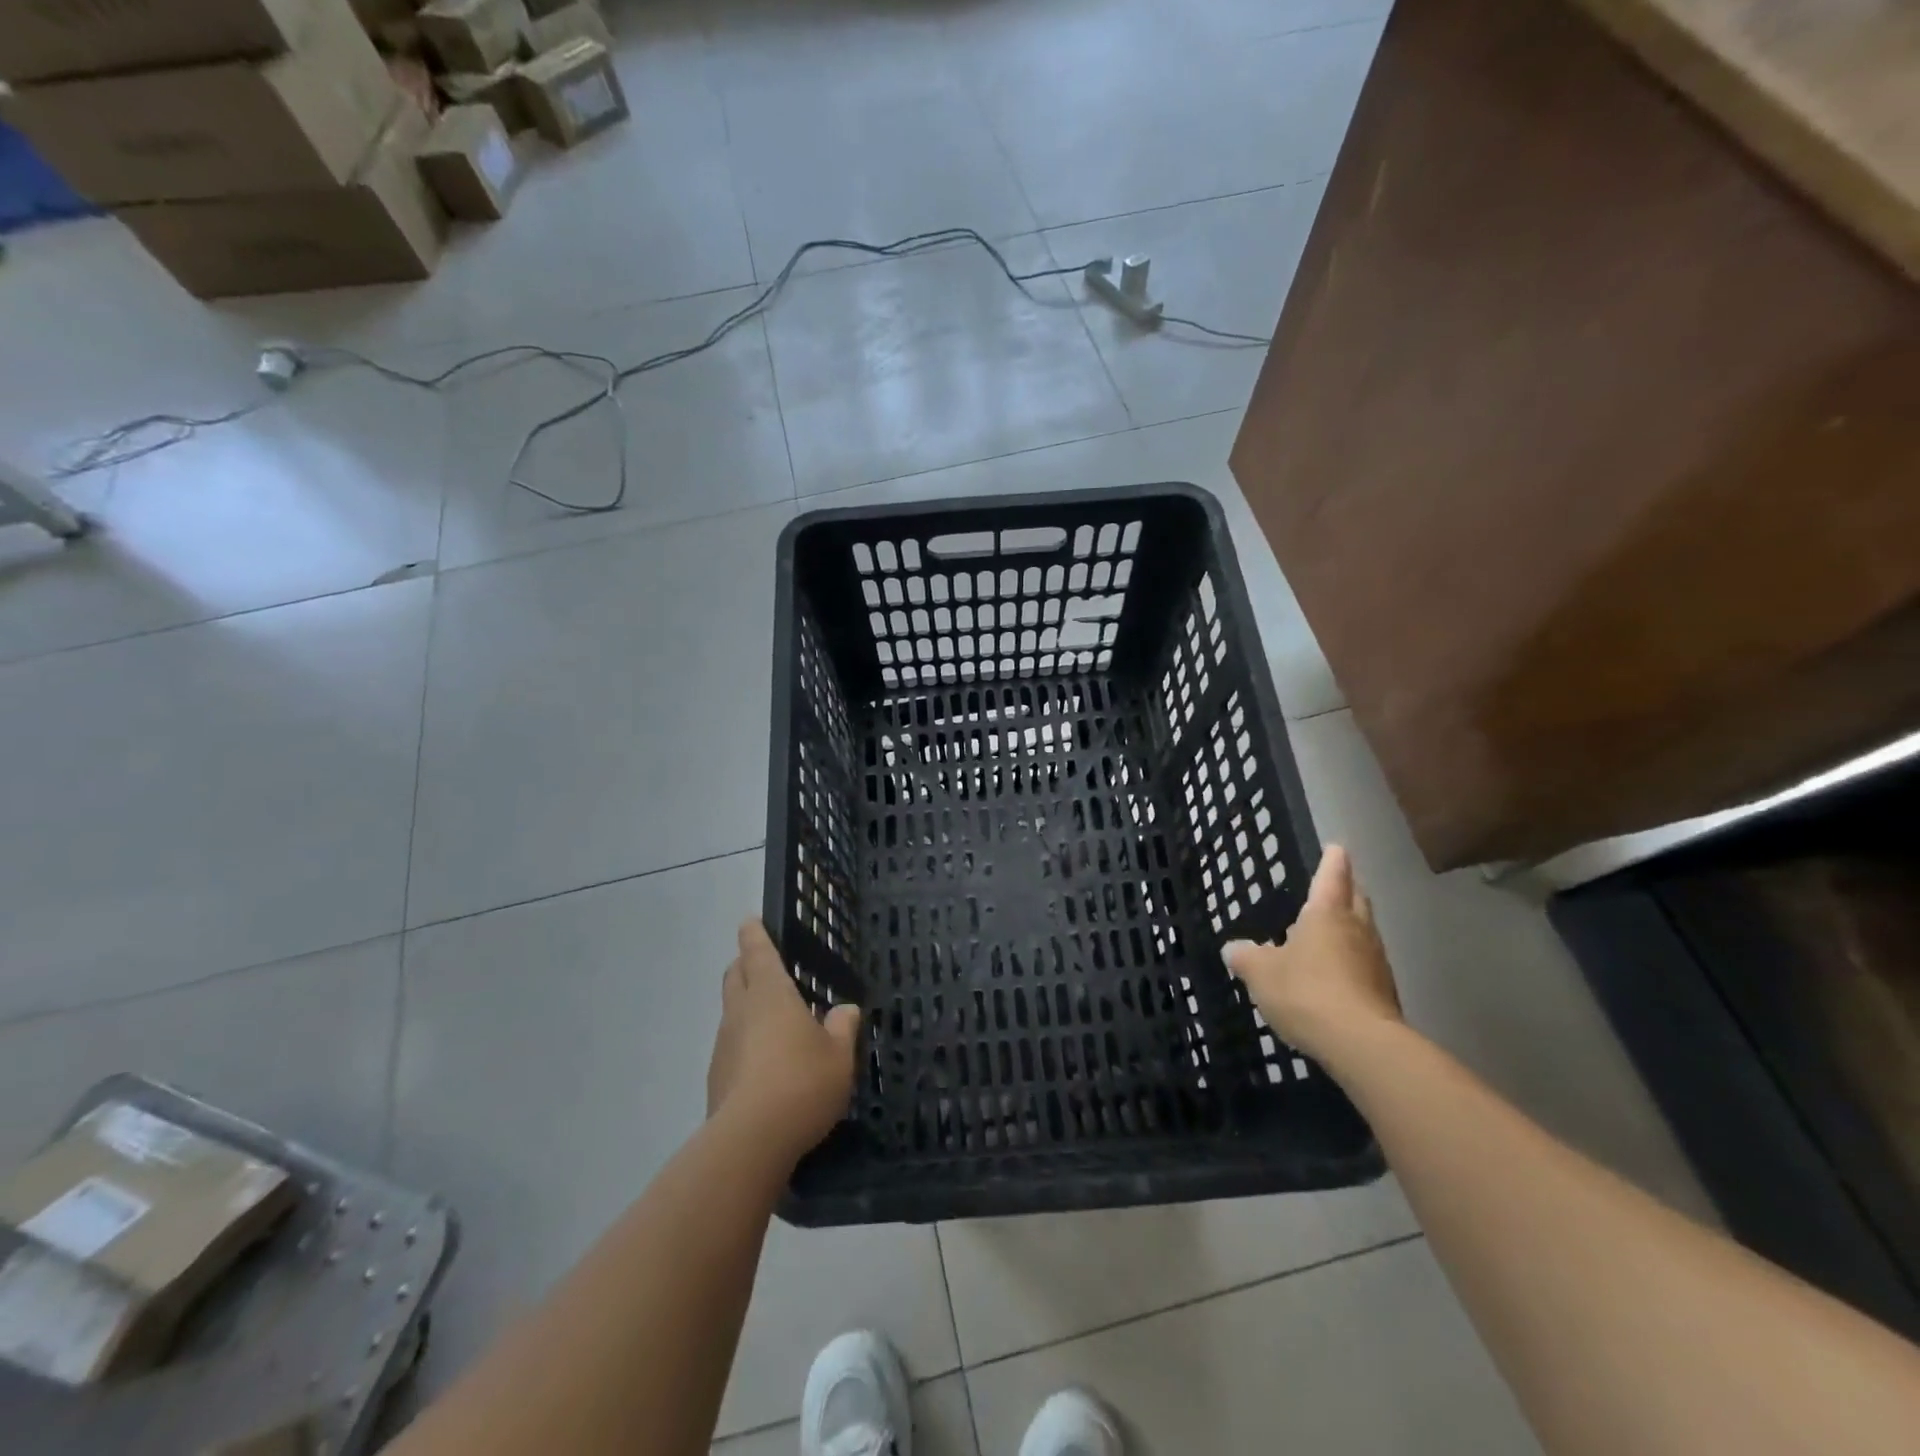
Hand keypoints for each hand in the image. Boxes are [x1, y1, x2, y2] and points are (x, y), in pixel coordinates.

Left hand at [707, 920, 862, 1162]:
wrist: (750, 1142)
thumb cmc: (802, 1083)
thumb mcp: (839, 1056)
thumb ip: (842, 1028)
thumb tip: (845, 1010)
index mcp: (771, 994)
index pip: (758, 952)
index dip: (754, 934)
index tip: (749, 920)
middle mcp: (741, 1012)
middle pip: (735, 977)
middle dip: (744, 965)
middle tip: (760, 964)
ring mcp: (723, 1046)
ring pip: (731, 1012)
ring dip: (745, 1007)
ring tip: (772, 1020)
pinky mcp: (716, 1080)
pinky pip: (731, 1048)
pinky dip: (744, 1044)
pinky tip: (765, 1065)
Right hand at [1222, 845, 1401, 1063]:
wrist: (1361, 1043)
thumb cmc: (1306, 991)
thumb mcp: (1260, 972)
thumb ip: (1246, 957)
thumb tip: (1233, 948)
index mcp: (1327, 914)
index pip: (1332, 876)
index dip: (1333, 860)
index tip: (1336, 847)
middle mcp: (1357, 929)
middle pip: (1357, 900)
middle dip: (1348, 889)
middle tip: (1337, 884)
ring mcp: (1376, 962)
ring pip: (1365, 933)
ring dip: (1352, 927)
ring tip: (1333, 930)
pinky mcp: (1384, 993)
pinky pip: (1366, 965)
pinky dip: (1353, 961)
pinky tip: (1337, 975)